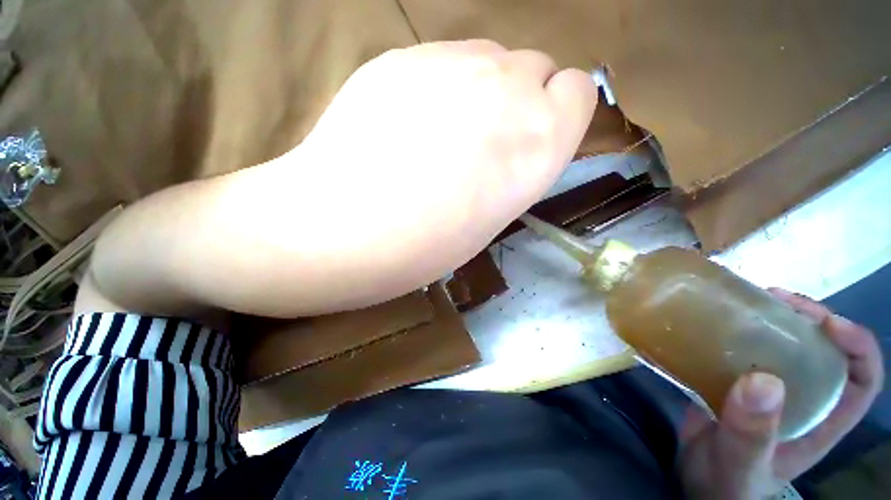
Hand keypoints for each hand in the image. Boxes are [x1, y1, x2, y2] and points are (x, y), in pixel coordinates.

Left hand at [280, 40, 596, 308]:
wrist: (347, 228)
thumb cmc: (428, 244)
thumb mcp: (493, 215)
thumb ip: (516, 164)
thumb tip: (513, 137)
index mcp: (541, 142)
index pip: (578, 91)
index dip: (556, 112)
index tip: (531, 136)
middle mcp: (509, 89)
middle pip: (534, 67)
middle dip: (517, 99)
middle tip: (481, 141)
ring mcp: (452, 61)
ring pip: (489, 57)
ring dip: (478, 89)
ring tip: (439, 134)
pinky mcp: (402, 56)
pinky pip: (440, 59)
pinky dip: (436, 85)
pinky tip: (405, 123)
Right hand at [679, 288, 883, 498]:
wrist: (694, 483)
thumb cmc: (727, 485)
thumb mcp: (741, 465)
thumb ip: (752, 434)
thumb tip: (763, 381)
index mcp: (819, 421)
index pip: (861, 380)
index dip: (857, 346)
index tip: (827, 323)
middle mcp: (802, 398)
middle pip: (823, 350)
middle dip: (809, 319)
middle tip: (774, 298)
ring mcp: (768, 389)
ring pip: (782, 345)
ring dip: (770, 318)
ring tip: (745, 300)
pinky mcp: (735, 381)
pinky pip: (742, 350)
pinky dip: (735, 331)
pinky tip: (713, 322)